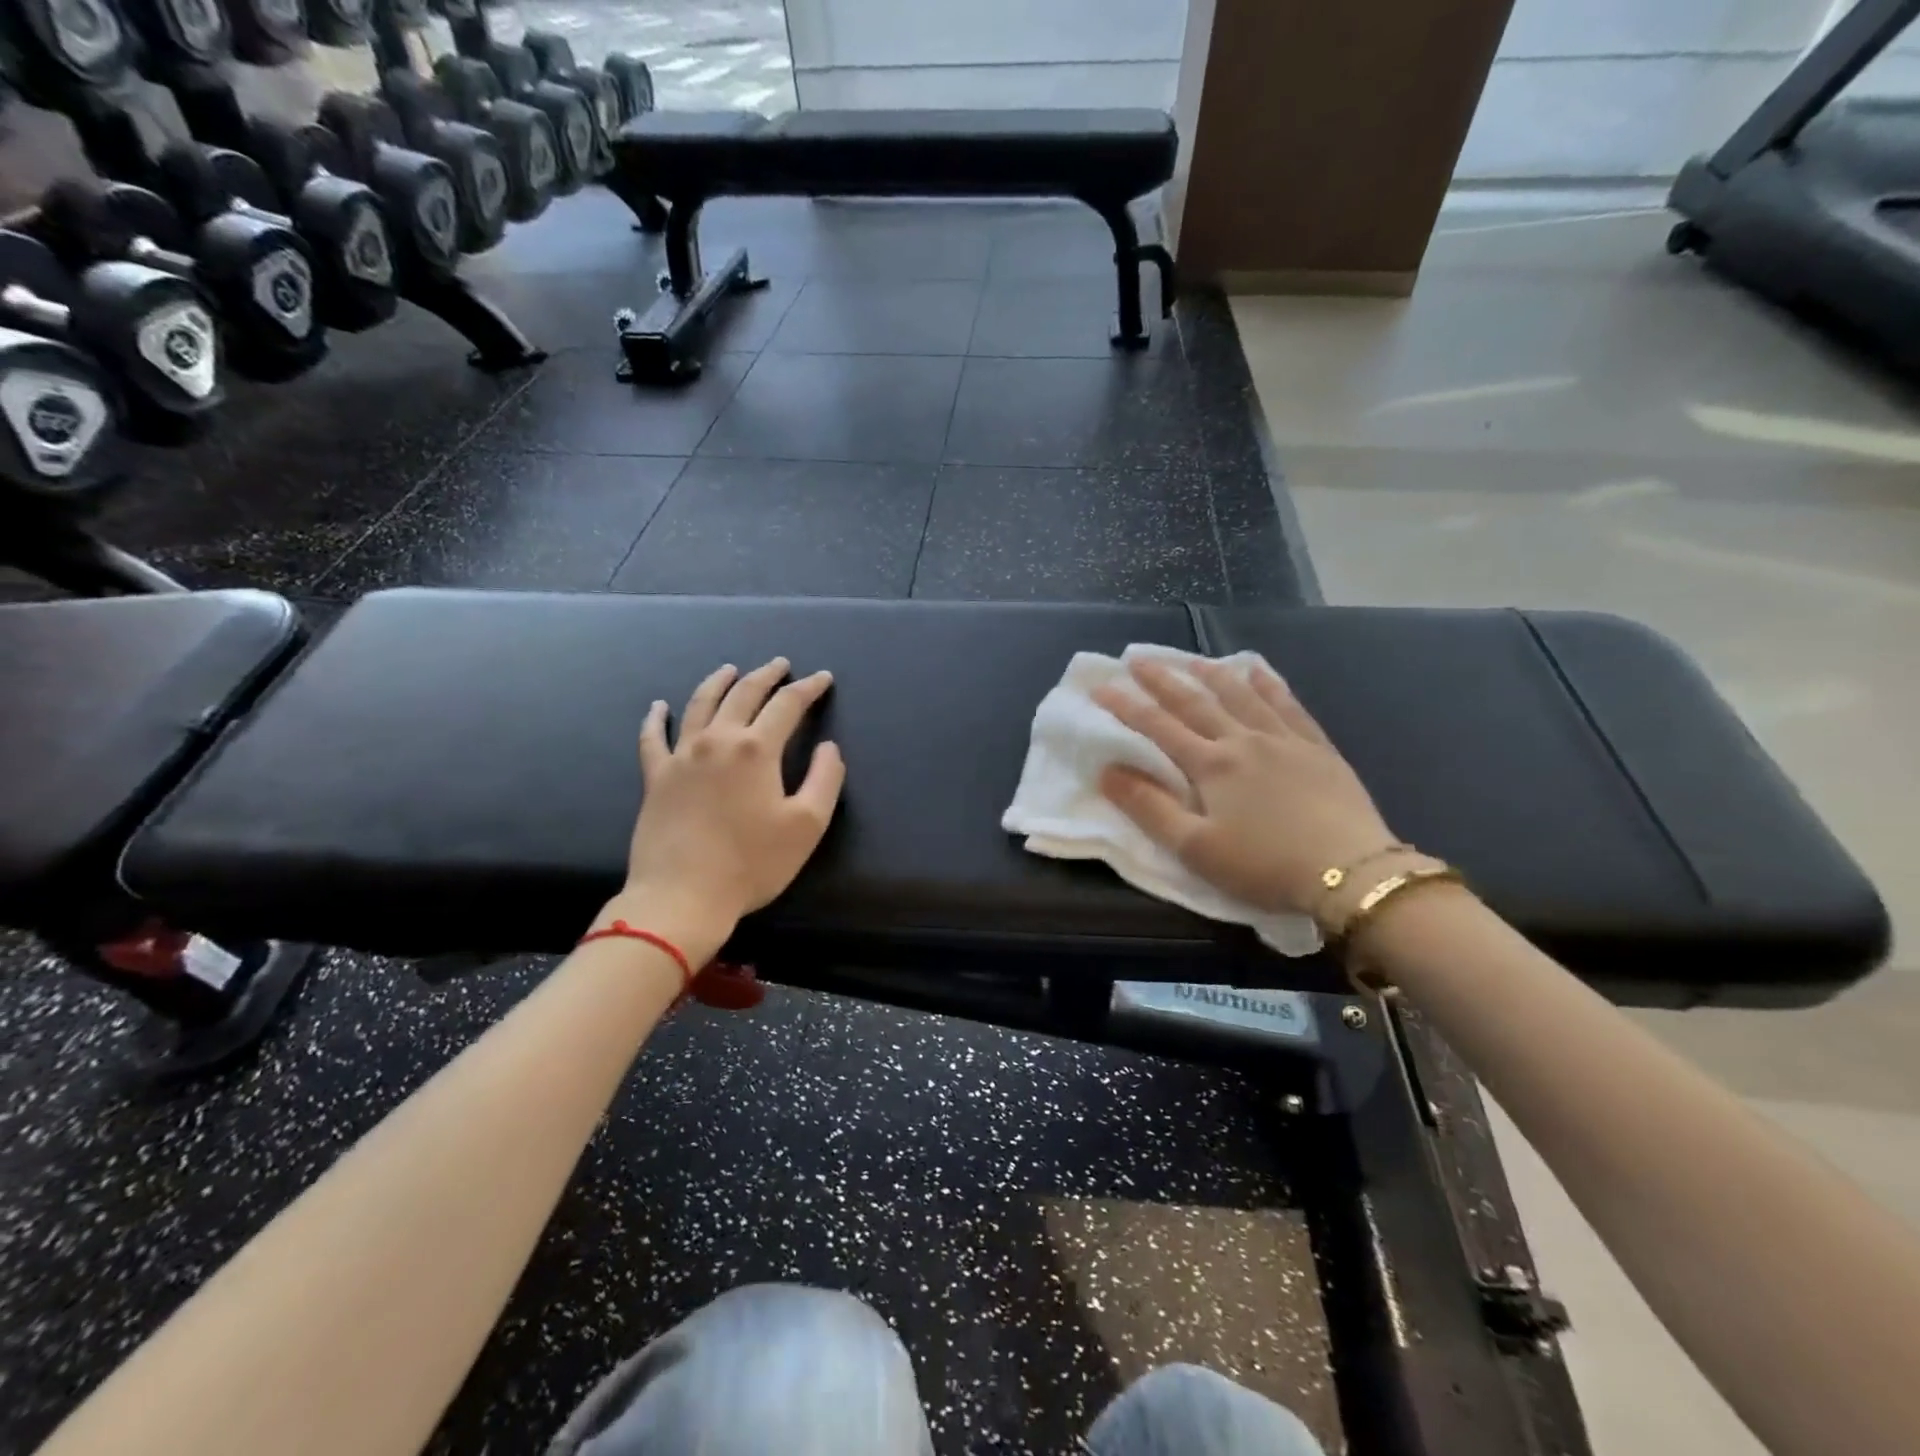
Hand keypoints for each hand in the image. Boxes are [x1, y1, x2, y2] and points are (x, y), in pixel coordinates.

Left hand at [615, 659, 844, 950]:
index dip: (808, 688)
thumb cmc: (752, 863)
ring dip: (718, 682)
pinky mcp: (656, 777)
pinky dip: (656, 718)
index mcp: (756, 749)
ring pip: (700, 704)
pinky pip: (653, 738)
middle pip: (743, 694)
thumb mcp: (807, 825)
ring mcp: (681, 756)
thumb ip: (826, 779)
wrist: (682, 896)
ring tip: (730, 669)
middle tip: (780, 664)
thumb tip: (828, 747)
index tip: (823, 678)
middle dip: (766, 675)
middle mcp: (717, 740)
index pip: (787, 705)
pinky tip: (659, 706)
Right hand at [1093, 658, 1397, 914]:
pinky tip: (1259, 671)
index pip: (1159, 727)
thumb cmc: (1264, 865)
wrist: (1350, 871)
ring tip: (1191, 659)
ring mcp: (1284, 740)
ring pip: (1242, 696)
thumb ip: (1149, 807)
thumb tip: (1107, 771)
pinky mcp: (1318, 749)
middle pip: (1196, 703)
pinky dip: (1269, 685)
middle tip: (1138, 658)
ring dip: (1212, 674)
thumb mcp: (1195, 847)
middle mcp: (1243, 741)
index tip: (1101, 686)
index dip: (1127, 706)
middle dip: (1163, 680)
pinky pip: (1289, 706)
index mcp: (1211, 765)